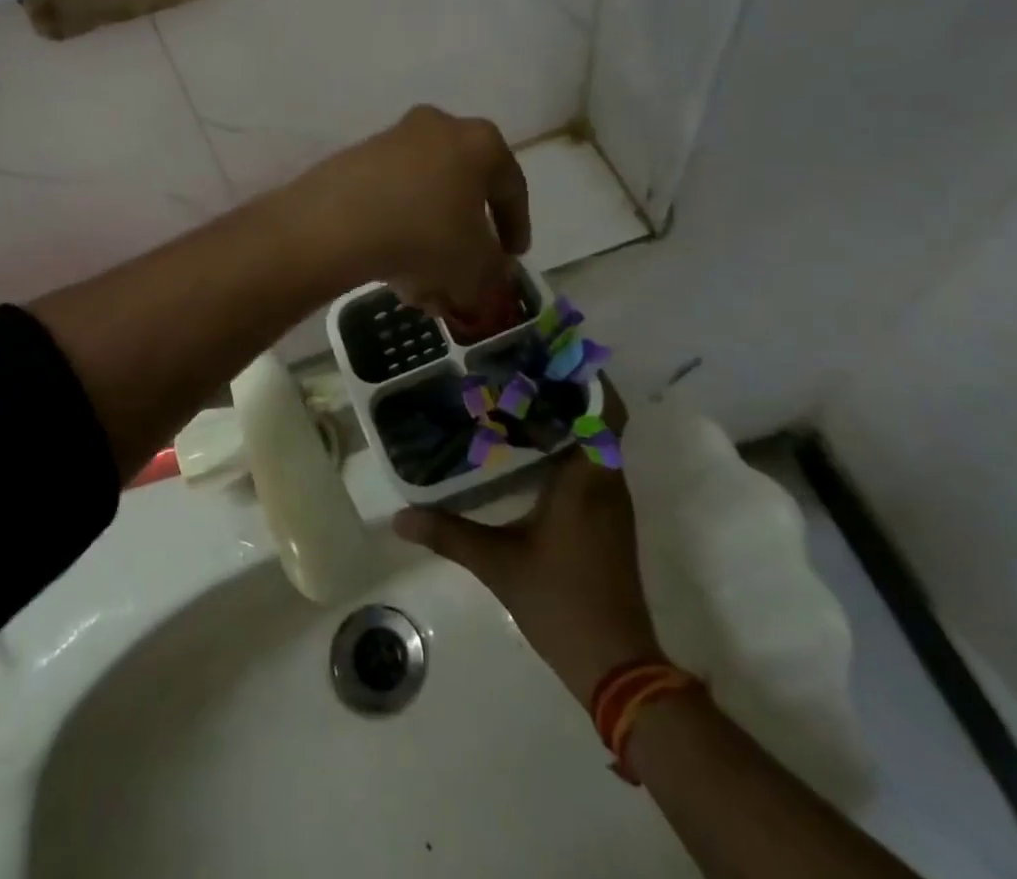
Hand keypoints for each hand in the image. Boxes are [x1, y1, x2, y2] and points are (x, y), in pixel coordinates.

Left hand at [289, 106, 530, 326]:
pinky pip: (390, 198)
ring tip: (424, 288)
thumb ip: (494, 270)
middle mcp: (439, 128)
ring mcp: (392, 139)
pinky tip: (392, 271)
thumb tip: (492, 271)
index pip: (511, 187)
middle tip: (465, 274)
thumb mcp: (475, 265)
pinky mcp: (356, 158)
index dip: (516, 226)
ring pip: (423, 198)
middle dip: (464, 239)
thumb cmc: (426, 235)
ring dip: (428, 241)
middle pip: (461, 191)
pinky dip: (397, 231)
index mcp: (481, 142)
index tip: (512, 256)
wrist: (337, 222)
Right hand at [393, 394, 662, 703]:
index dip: (588, 377)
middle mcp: (607, 482)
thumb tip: (399, 518)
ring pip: (600, 441)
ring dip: (573, 417)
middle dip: (570, 389)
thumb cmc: (561, 602)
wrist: (617, 664)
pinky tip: (537, 449)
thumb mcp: (498, 565)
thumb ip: (449, 534)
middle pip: (602, 418)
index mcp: (588, 479)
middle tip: (524, 369)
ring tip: (524, 397)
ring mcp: (613, 503)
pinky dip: (574, 445)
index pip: (604, 411)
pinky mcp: (610, 521)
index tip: (554, 353)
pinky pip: (597, 464)